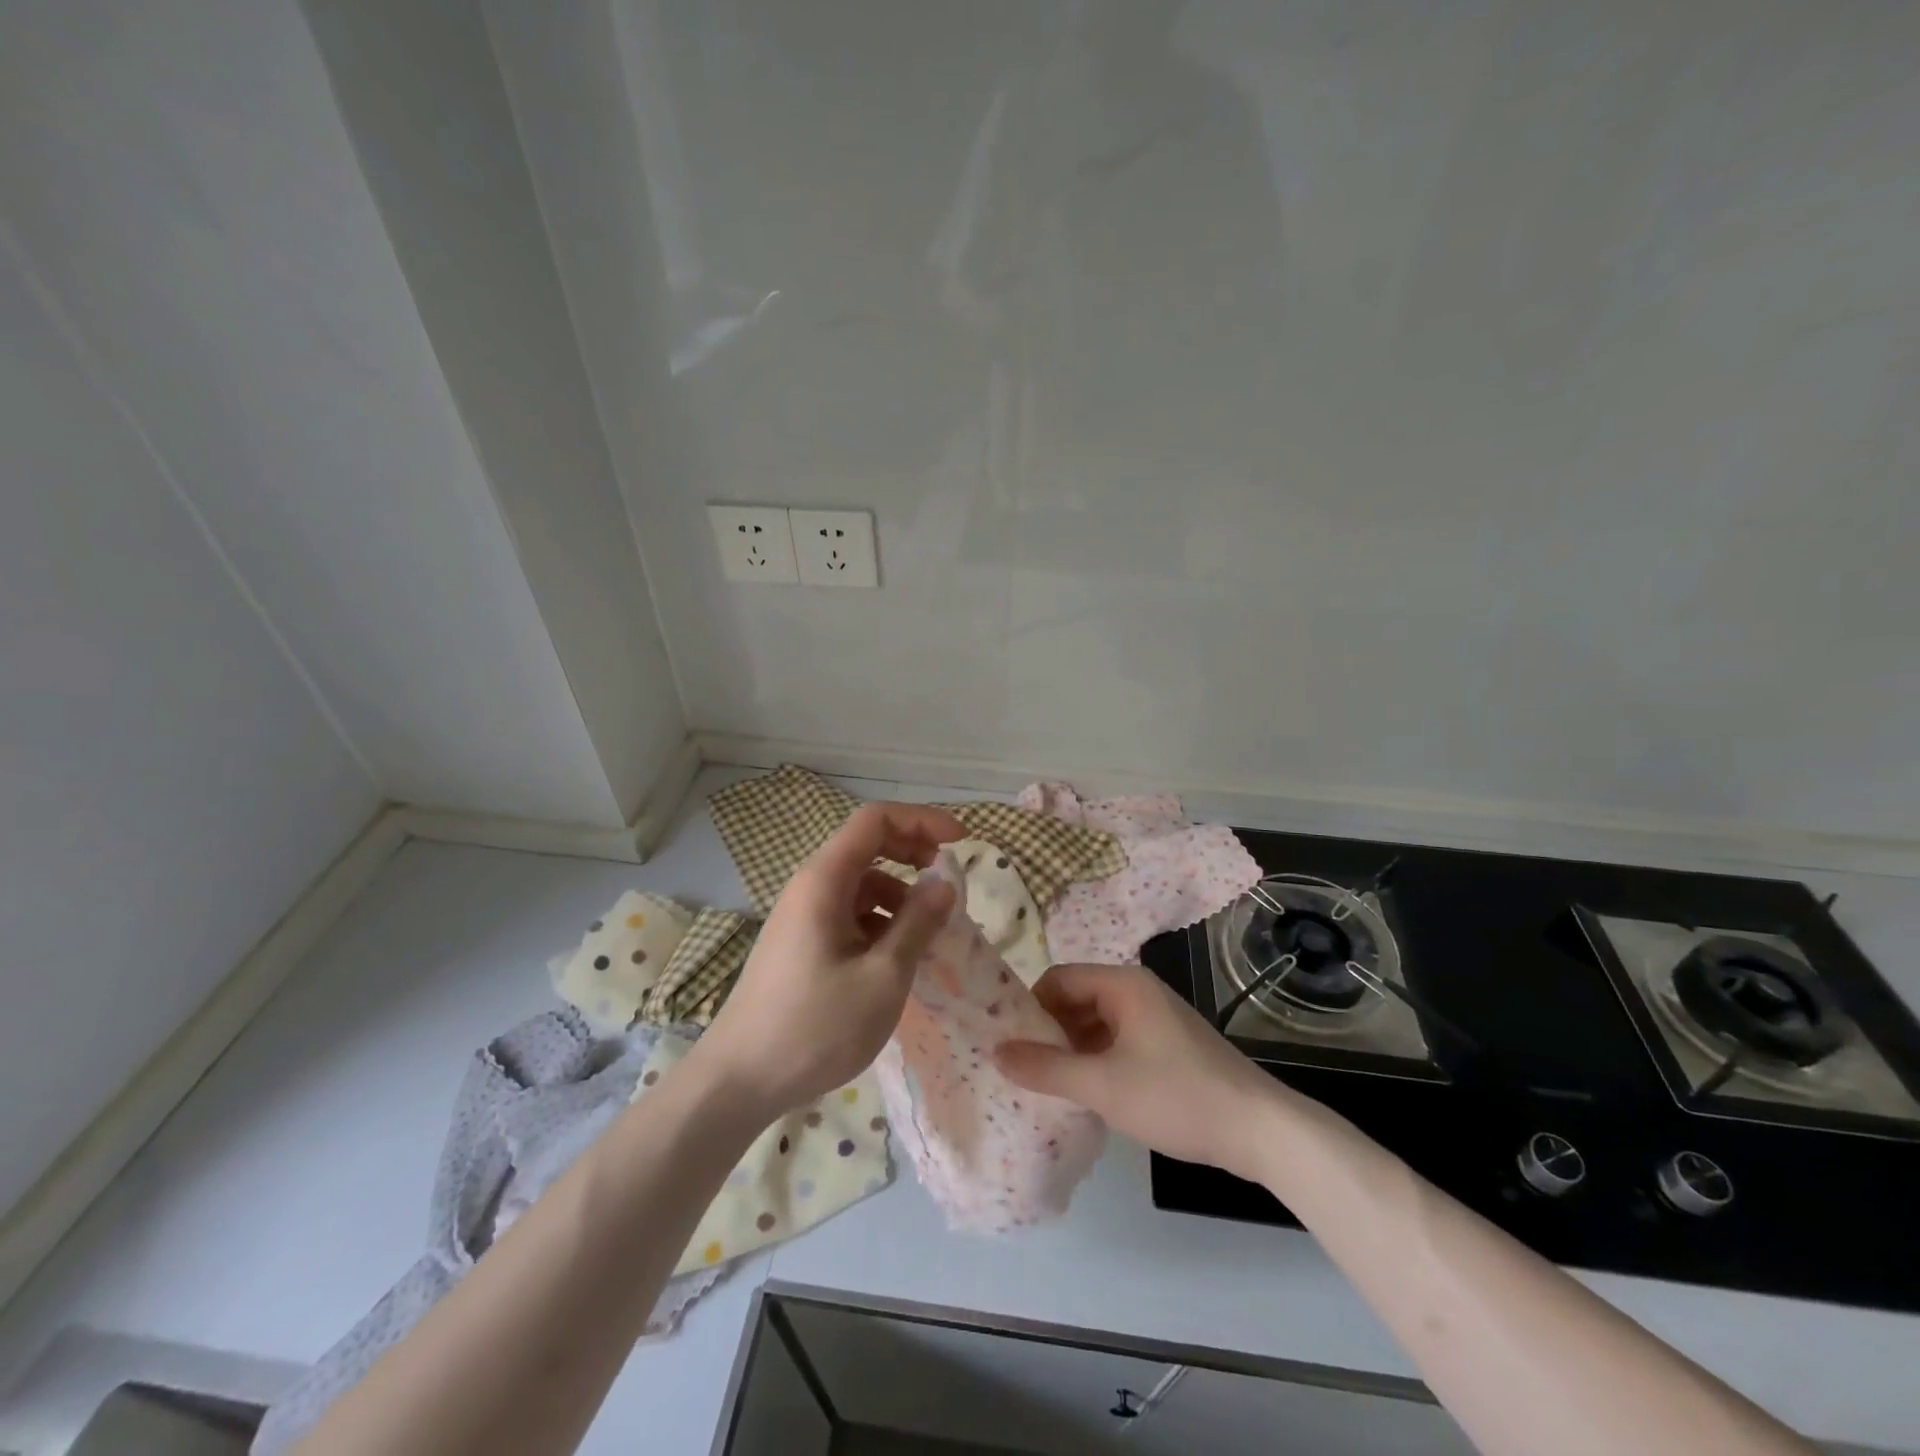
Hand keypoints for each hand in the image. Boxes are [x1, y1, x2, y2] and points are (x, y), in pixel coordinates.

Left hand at [695, 801, 963, 1118]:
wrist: (740, 1081)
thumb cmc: (815, 1027)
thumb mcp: (883, 976)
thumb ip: (918, 922)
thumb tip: (945, 882)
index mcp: (824, 881)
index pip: (875, 820)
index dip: (922, 820)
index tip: (961, 841)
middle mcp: (810, 887)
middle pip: (867, 846)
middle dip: (913, 853)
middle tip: (949, 881)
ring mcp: (802, 917)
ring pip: (861, 885)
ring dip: (900, 895)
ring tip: (930, 931)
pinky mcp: (802, 944)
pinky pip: (849, 914)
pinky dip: (881, 922)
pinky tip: (898, 957)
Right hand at [995, 963, 1282, 1180]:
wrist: (1259, 1130)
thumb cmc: (1176, 1097)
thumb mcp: (1102, 1086)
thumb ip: (1046, 1068)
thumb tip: (996, 1051)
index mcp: (1122, 984)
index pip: (1058, 979)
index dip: (1030, 1008)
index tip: (1011, 1044)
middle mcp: (1137, 990)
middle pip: (1076, 998)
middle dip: (1049, 1030)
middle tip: (1026, 1068)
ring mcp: (1155, 1017)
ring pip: (1096, 1022)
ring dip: (1072, 1048)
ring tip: (1050, 1084)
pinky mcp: (1167, 1043)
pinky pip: (1117, 1039)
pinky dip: (1096, 1058)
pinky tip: (1088, 1092)